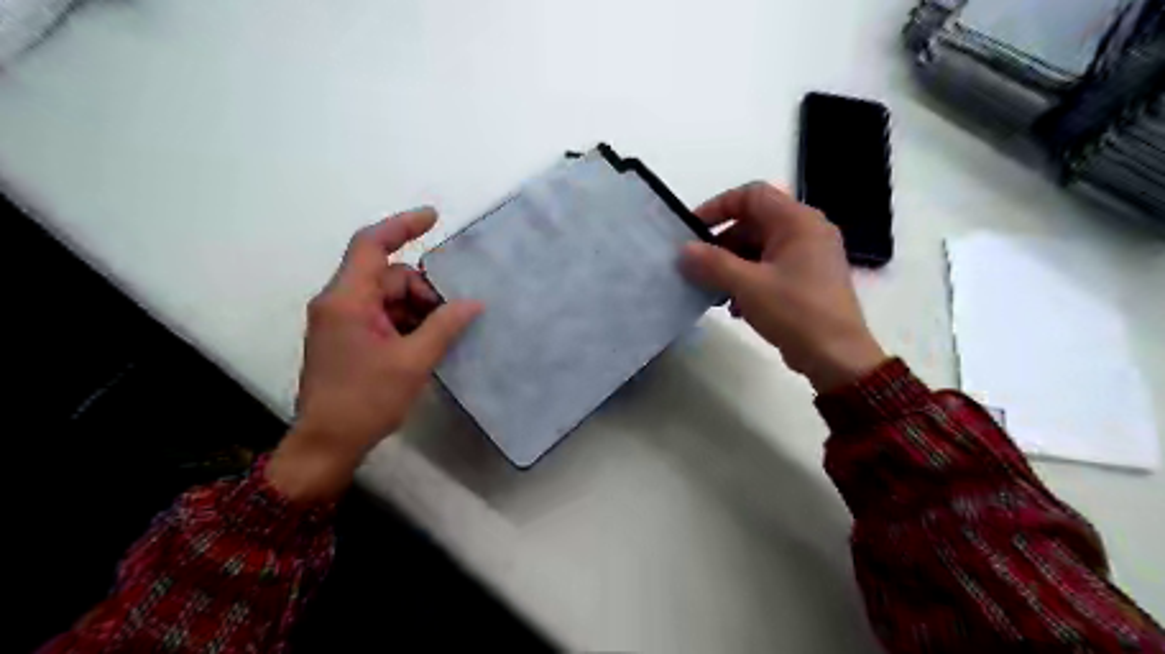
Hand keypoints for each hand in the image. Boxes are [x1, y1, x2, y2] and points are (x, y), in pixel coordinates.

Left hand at [265, 211, 479, 500]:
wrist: (326, 444)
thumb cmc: (365, 401)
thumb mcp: (413, 362)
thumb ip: (444, 326)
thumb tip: (474, 303)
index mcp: (346, 300)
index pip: (371, 245)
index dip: (402, 226)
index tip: (434, 218)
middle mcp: (339, 303)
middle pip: (387, 276)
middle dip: (422, 291)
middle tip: (449, 319)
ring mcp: (341, 321)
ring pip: (387, 297)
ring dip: (416, 310)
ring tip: (438, 338)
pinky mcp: (346, 338)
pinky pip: (381, 316)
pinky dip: (405, 323)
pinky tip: (424, 345)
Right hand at [685, 180, 883, 391]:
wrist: (836, 357)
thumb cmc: (795, 311)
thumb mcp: (748, 285)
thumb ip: (712, 264)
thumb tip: (683, 250)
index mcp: (797, 221)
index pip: (751, 195)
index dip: (718, 207)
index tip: (692, 230)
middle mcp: (805, 232)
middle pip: (753, 224)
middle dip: (722, 245)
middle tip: (697, 267)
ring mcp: (807, 257)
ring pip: (758, 249)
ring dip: (731, 267)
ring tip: (713, 292)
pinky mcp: (805, 281)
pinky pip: (769, 269)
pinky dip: (748, 281)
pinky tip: (735, 308)